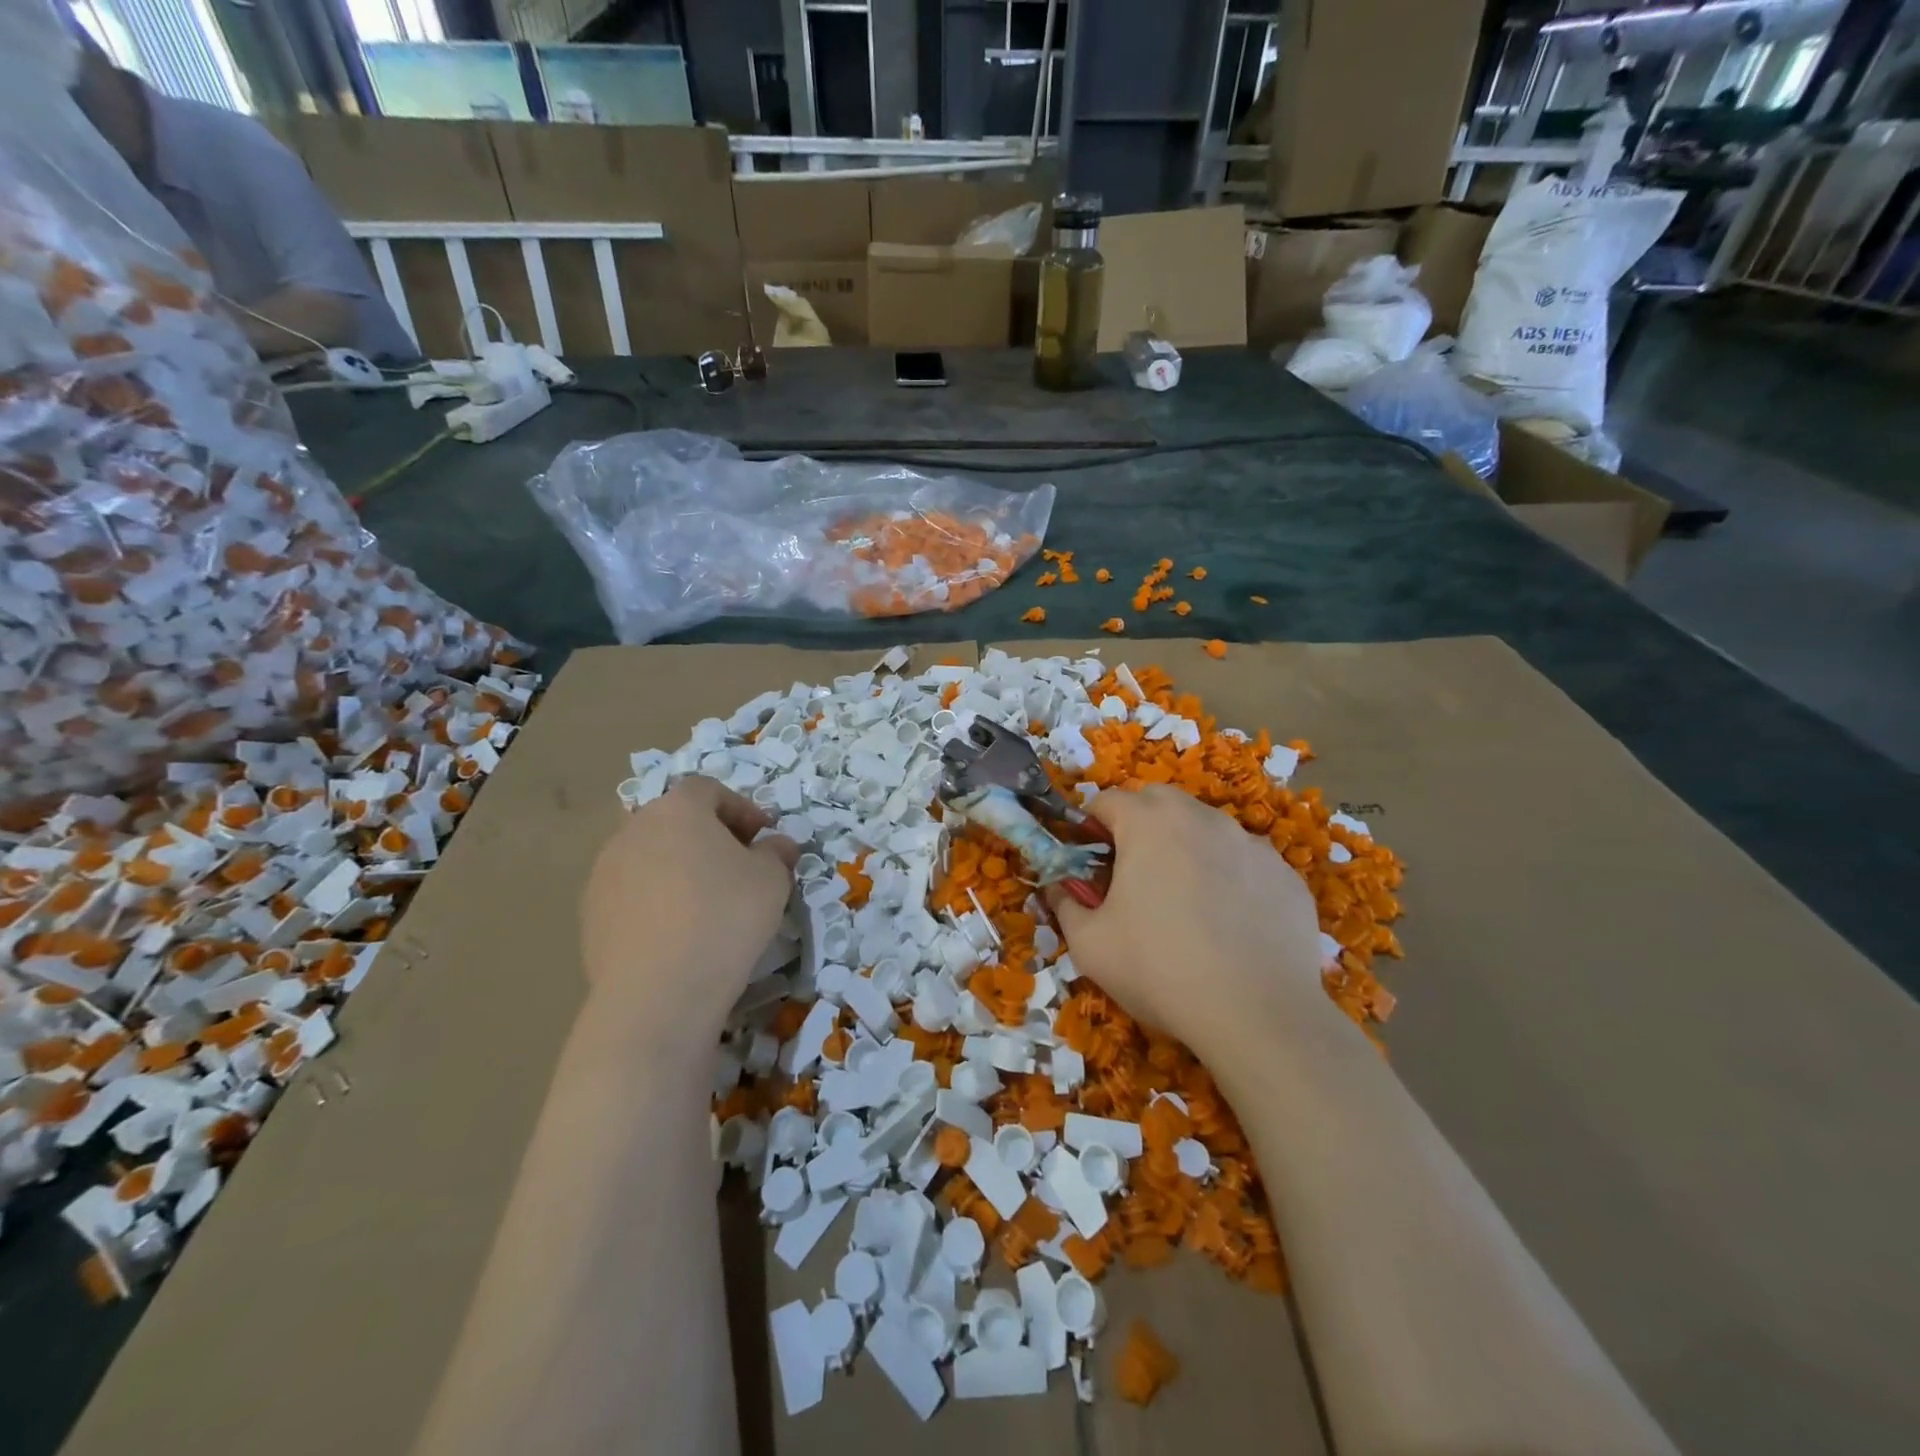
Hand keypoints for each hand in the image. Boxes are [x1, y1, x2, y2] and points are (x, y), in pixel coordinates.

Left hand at [580, 777, 797, 1045]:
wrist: (659, 992)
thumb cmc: (725, 916)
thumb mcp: (772, 879)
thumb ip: (776, 853)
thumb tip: (775, 845)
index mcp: (677, 810)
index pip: (708, 790)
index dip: (740, 808)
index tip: (763, 837)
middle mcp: (633, 831)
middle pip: (675, 821)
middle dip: (709, 838)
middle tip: (738, 868)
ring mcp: (604, 874)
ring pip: (650, 858)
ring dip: (679, 870)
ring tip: (708, 905)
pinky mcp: (590, 916)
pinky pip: (632, 895)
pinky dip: (656, 903)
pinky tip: (678, 934)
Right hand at [1048, 786, 1339, 1059]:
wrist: (1257, 1015)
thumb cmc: (1159, 969)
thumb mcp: (1090, 944)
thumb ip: (1065, 904)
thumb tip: (1058, 887)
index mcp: (1149, 823)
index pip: (1108, 800)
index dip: (1091, 826)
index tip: (1089, 860)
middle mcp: (1202, 818)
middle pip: (1160, 801)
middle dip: (1140, 824)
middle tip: (1134, 873)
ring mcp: (1251, 844)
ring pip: (1207, 828)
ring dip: (1187, 848)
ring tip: (1186, 902)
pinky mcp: (1286, 875)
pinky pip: (1246, 862)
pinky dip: (1231, 878)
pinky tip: (1230, 924)